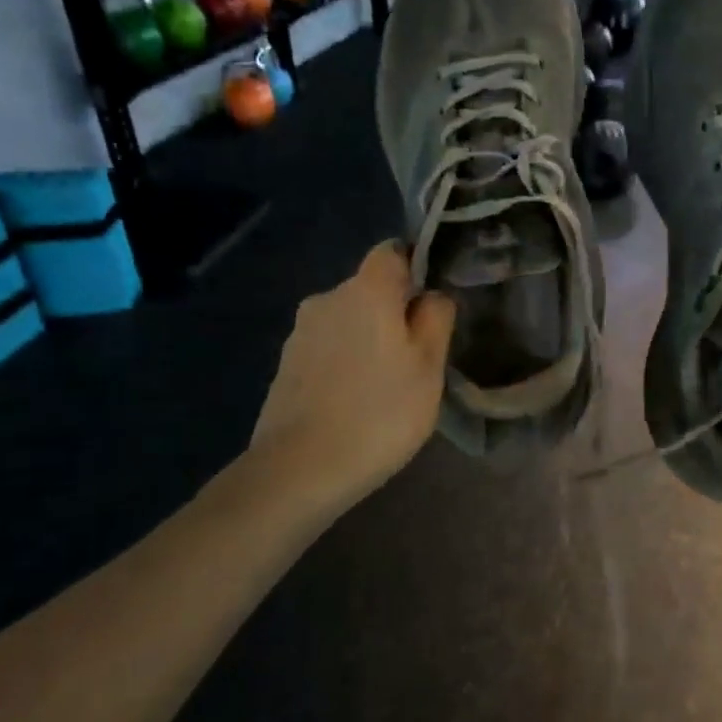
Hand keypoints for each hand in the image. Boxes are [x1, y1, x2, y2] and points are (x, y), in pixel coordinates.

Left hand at [250, 242, 455, 510]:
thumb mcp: (429, 366)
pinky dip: (343, 363)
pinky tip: (353, 402)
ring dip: (367, 340)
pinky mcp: (285, 364)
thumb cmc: (379, 412)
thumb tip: (430, 296)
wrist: (299, 470)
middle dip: (393, 313)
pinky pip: (327, 348)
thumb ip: (436, 318)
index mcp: (366, 289)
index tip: (430, 307)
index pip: (393, 252)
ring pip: (347, 321)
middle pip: (369, 289)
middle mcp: (327, 298)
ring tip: (384, 387)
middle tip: (415, 359)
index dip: (415, 269)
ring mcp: (300, 332)